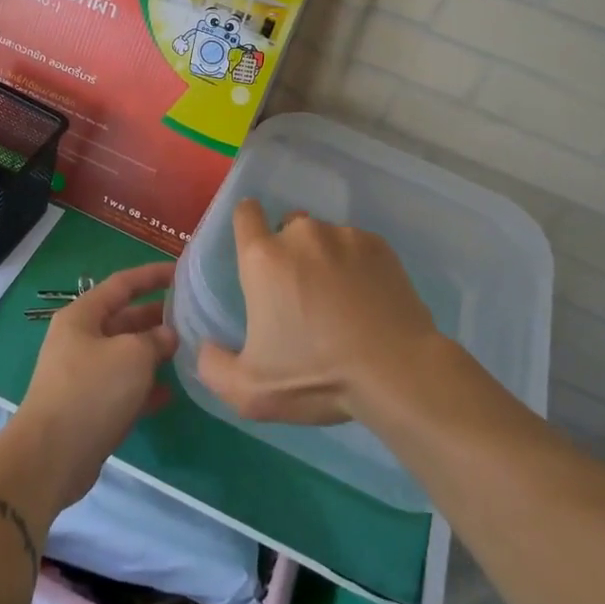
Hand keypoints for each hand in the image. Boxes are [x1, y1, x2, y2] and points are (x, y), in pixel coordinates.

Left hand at [8, 261, 176, 514]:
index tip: (181, 272)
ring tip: (188, 352)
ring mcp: (83, 375)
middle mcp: (80, 340)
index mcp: (82, 316)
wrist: (51, 457)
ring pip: (125, 355)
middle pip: (123, 319)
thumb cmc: (92, 391)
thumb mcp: (132, 355)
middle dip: (156, 317)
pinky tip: (171, 393)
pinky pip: (122, 388)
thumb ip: (156, 339)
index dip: (152, 275)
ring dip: (153, 353)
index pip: (122, 284)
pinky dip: (145, 388)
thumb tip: (168, 335)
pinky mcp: (89, 407)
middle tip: (192, 316)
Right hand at [196, 199, 440, 425]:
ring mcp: (344, 236)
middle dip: (289, 252)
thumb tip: (206, 347)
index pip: (245, 213)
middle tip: (300, 295)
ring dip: (324, 259)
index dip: (247, 225)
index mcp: (263, 257)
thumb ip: (213, 367)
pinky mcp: (380, 246)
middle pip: (287, 228)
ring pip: (324, 238)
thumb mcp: (250, 391)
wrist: (398, 372)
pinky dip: (357, 266)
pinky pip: (357, 247)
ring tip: (340, 301)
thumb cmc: (317, 376)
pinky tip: (367, 300)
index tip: (254, 250)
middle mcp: (302, 234)